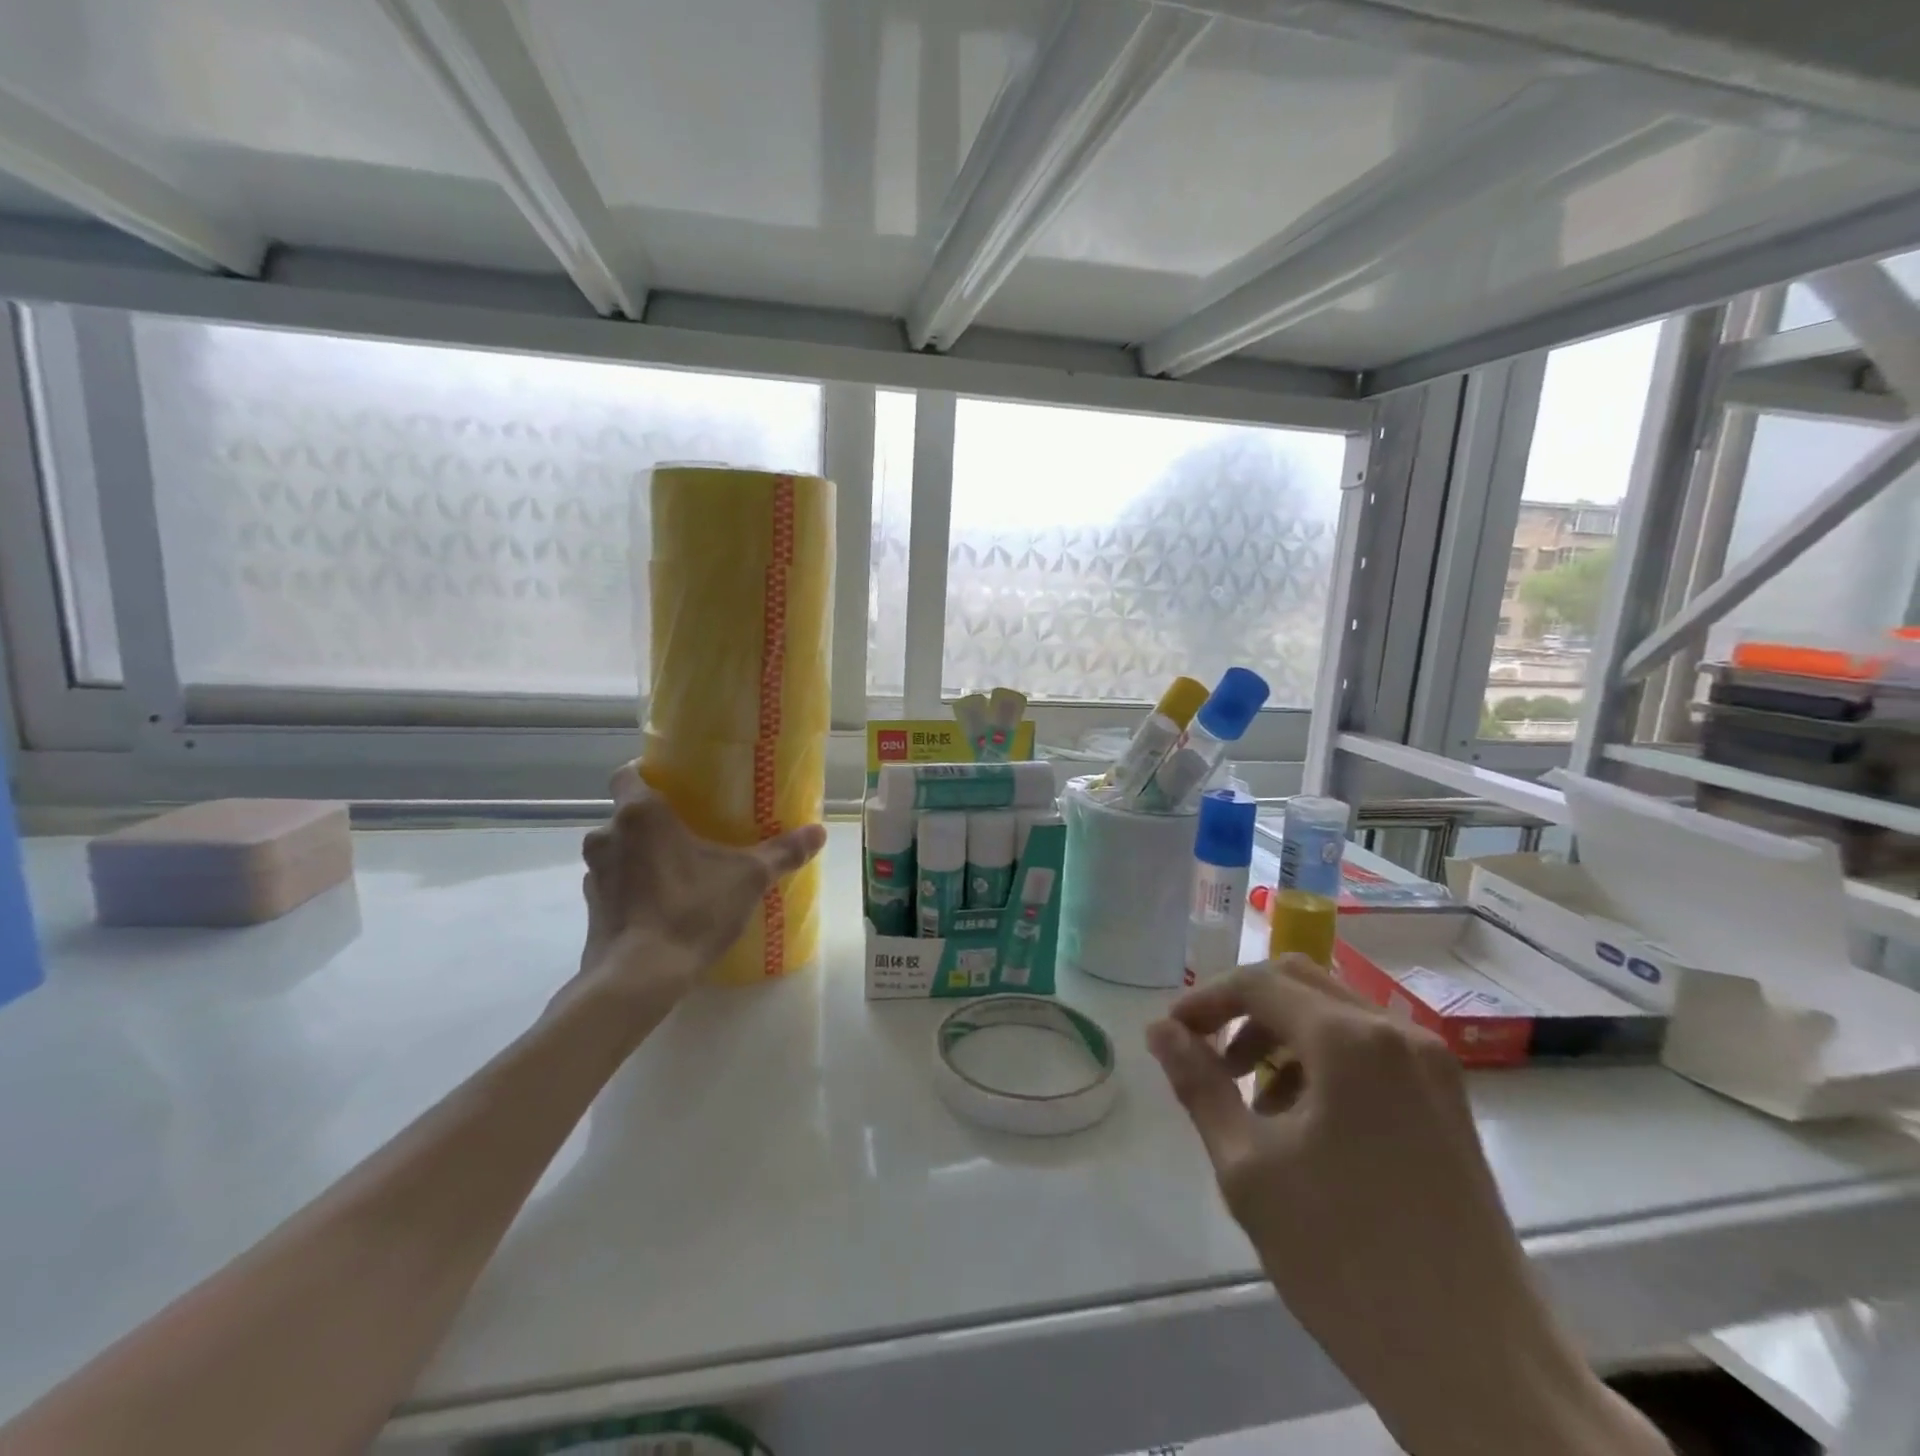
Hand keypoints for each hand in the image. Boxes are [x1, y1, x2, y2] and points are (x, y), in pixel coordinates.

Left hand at [575, 762, 826, 1008]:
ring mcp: (594, 874)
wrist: (638, 977)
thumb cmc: (690, 910)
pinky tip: (663, 904)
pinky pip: (615, 884)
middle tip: (691, 831)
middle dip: (654, 821)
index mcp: (640, 814)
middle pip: (627, 814)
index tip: (676, 786)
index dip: (649, 775)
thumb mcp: (747, 878)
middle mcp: (607, 836)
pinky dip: (634, 887)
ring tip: (680, 870)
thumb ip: (782, 852)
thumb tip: (819, 832)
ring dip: (642, 855)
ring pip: (619, 850)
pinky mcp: (592, 908)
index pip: (628, 774)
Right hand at [1148, 959, 1664, 1455]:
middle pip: (1299, 983)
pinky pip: (1370, 1051)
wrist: (1480, 1370)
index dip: (1204, 1001)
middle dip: (1242, 1011)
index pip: (1257, 983)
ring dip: (1281, 1037)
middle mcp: (1397, 1034)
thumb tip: (1158, 1030)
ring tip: (1251, 1102)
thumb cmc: (1345, 1258)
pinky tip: (1304, 1125)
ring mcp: (1432, 1068)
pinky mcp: (1448, 1103)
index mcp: (1350, 1040)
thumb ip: (1198, 1084)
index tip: (1170, 1035)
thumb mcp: (1247, 1166)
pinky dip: (1323, 1062)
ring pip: (1335, 1015)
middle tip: (1205, 1056)